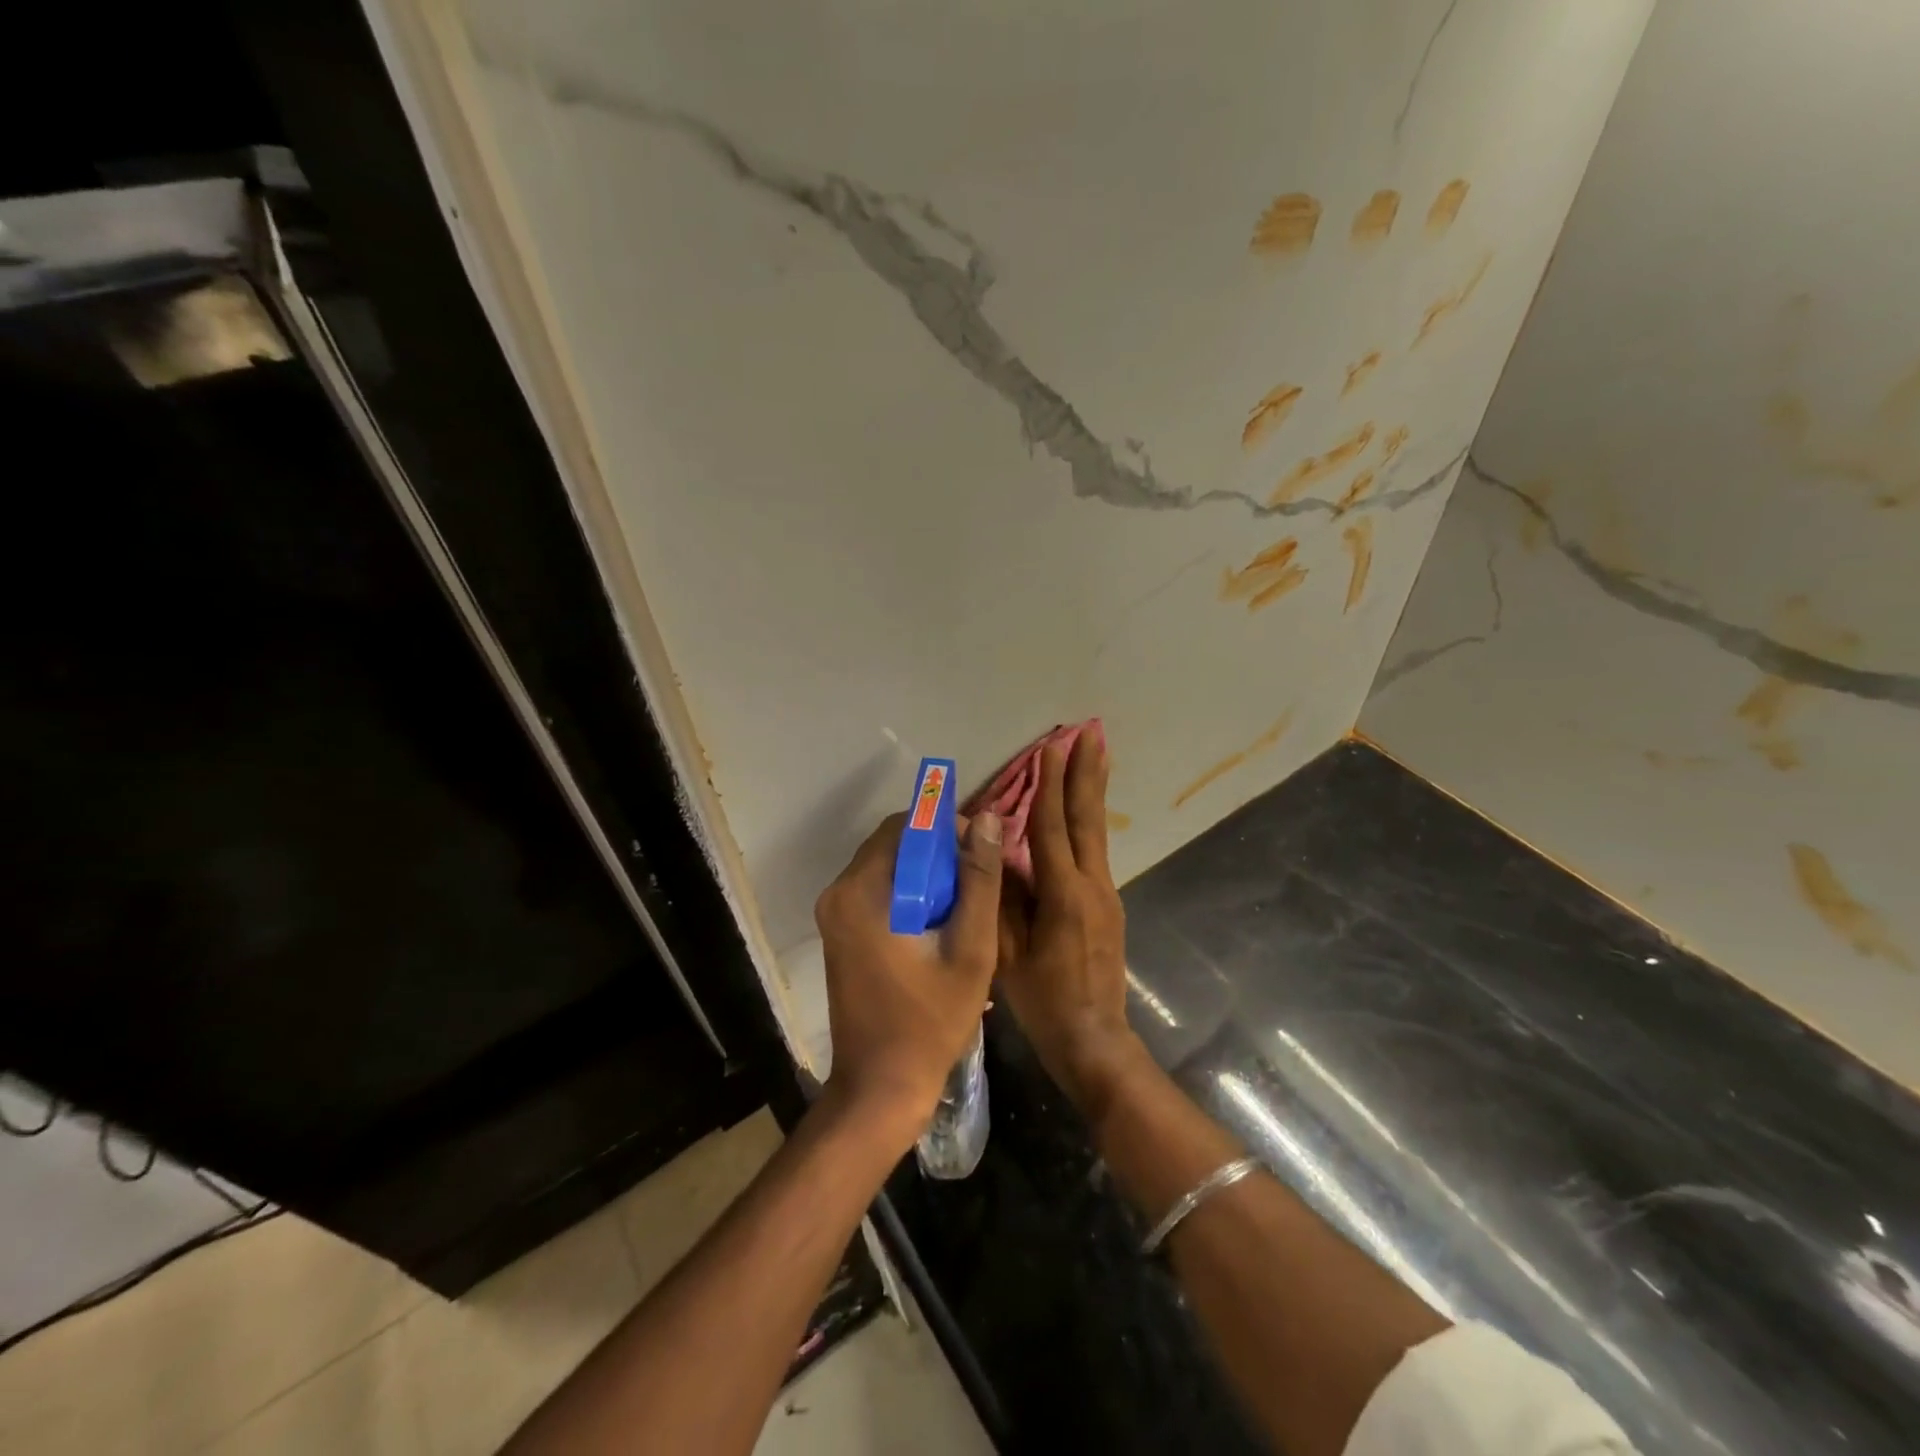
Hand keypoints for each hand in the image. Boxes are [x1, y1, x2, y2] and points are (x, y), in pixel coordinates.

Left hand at [814, 809, 1004, 1147]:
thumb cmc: (930, 1021)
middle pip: (895, 844)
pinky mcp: (839, 933)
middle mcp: (838, 893)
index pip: (906, 826)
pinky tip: (939, 927)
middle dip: (939, 855)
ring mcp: (834, 914)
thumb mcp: (970, 948)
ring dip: (928, 877)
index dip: (948, 830)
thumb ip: (980, 880)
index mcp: (862, 891)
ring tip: (964, 910)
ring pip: (889, 867)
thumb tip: (989, 818)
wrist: (880, 1088)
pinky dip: (910, 895)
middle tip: (977, 887)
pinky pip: (879, 892)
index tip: (981, 857)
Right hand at [995, 727, 1144, 1117]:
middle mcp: (1092, 886)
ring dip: (1093, 791)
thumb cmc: (1044, 1001)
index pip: (1053, 827)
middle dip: (1086, 773)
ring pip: (1097, 832)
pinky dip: (1089, 821)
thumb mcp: (1007, 952)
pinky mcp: (1108, 906)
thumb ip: (1000, 899)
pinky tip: (1084, 811)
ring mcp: (1106, 895)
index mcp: (1064, 895)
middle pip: (1087, 819)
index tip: (1051, 747)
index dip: (1050, 785)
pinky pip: (1095, 852)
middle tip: (1091, 733)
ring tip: (1097, 755)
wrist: (1095, 1040)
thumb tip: (992, 851)